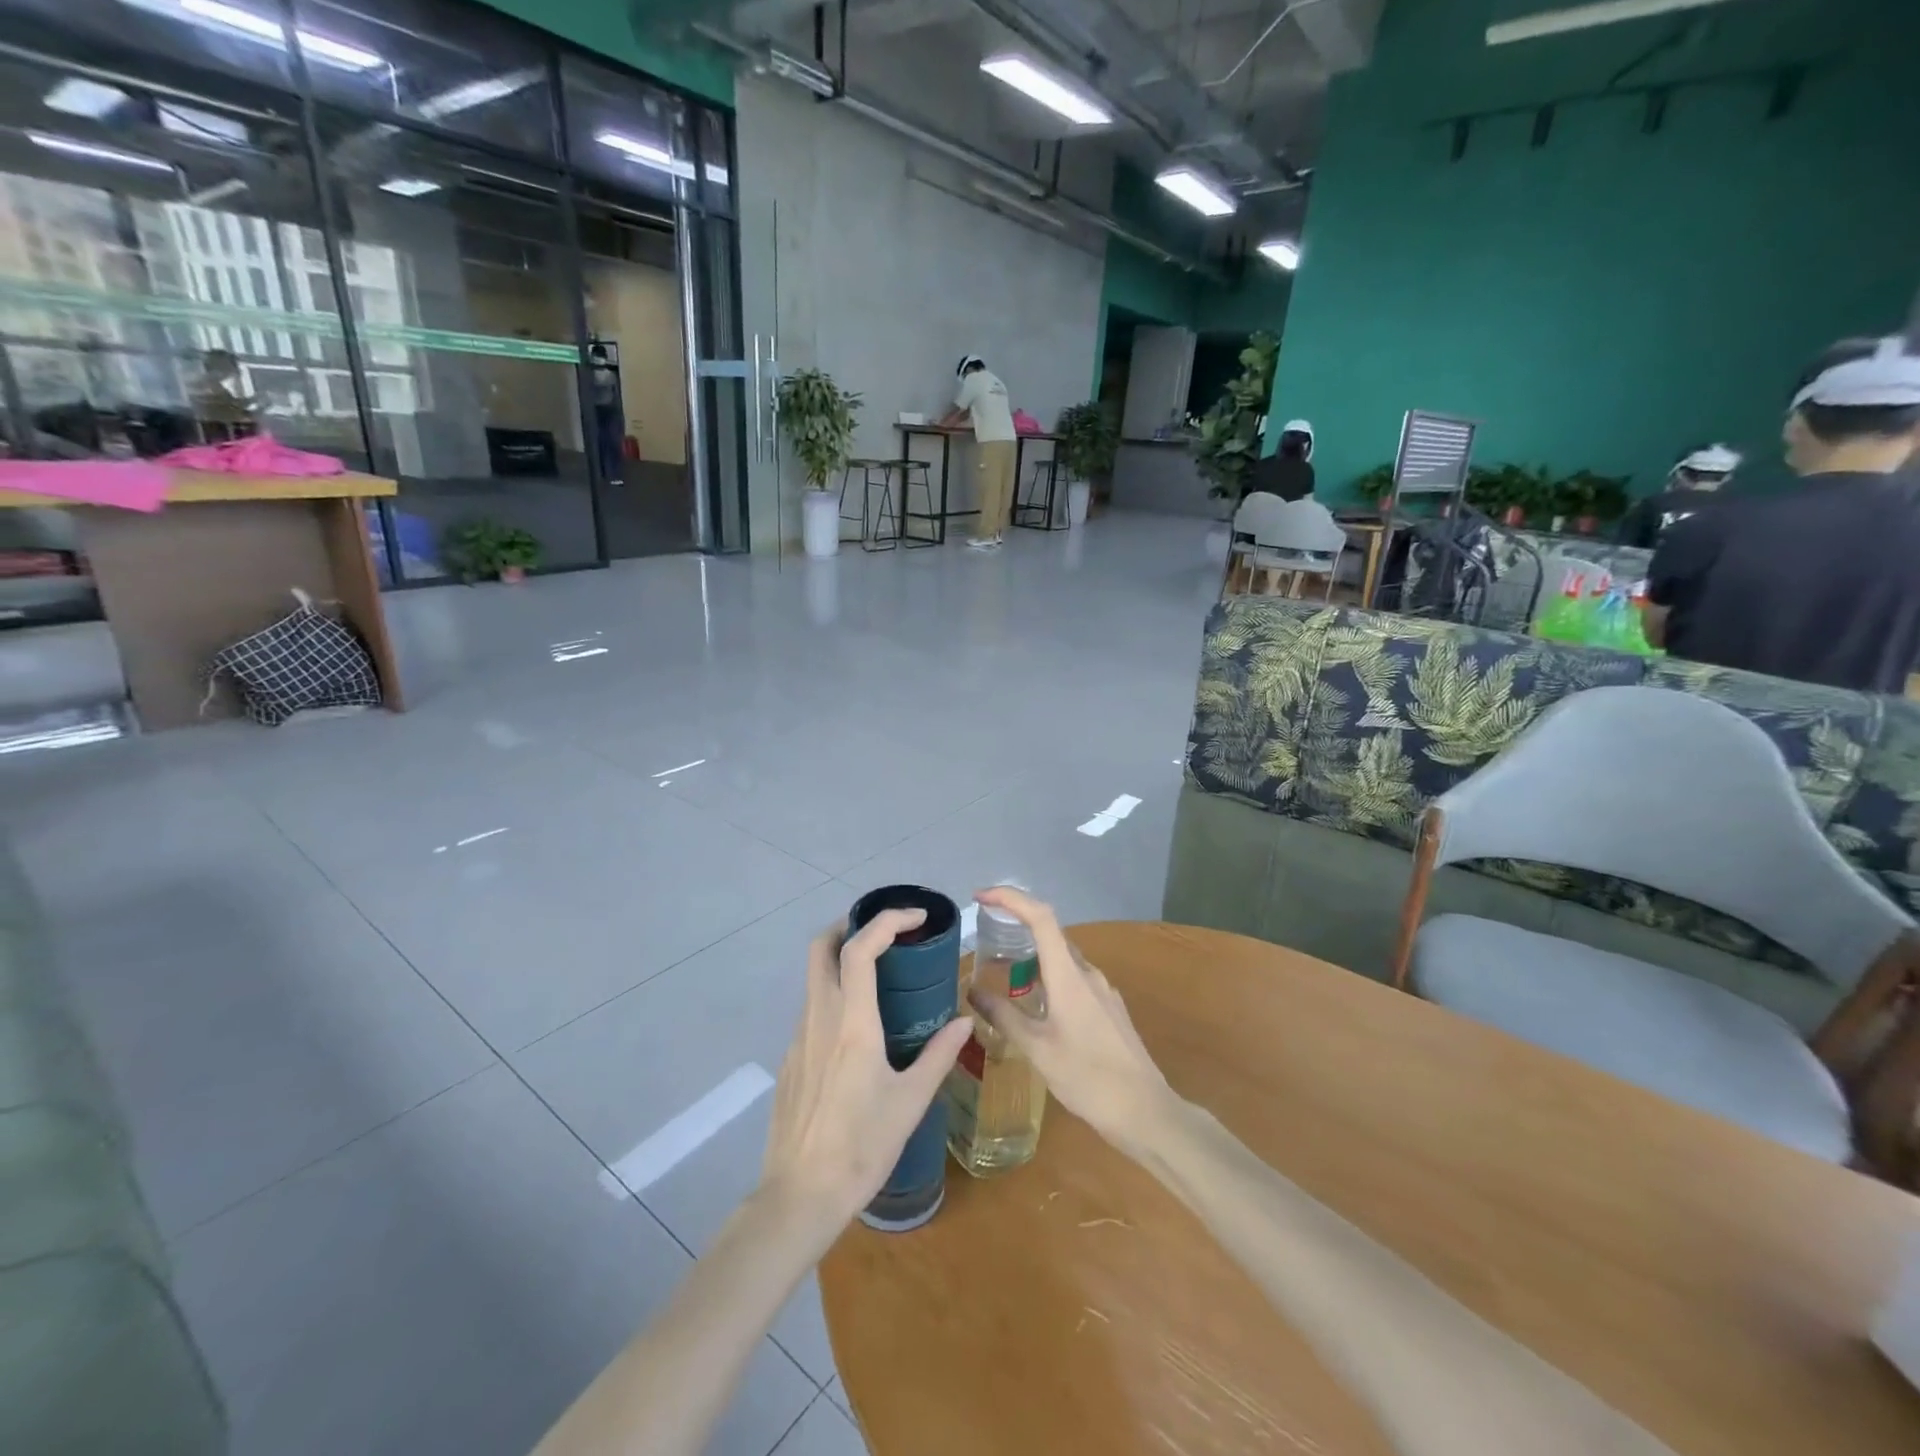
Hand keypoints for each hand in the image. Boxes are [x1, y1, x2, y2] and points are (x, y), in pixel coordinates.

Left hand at [759, 910, 973, 1230]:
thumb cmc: (862, 1147)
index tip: (915, 917)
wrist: (800, 1196)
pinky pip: (812, 1010)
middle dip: (849, 925)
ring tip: (880, 977)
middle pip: (820, 947)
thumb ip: (939, 1055)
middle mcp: (820, 1018)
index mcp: (852, 1023)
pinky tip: (858, 1031)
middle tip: (884, 932)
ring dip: (842, 961)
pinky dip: (835, 997)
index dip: (886, 921)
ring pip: (814, 978)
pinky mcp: (790, 1059)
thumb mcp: (911, 1101)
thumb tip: (965, 1021)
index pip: (860, 949)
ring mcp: (799, 1037)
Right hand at [968, 887, 1173, 1157]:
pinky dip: (1049, 980)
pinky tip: (1038, 1008)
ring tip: (1006, 979)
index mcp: (1069, 975)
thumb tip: (972, 990)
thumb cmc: (1087, 1078)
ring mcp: (1103, 990)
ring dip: (1033, 959)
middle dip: (1017, 928)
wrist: (1146, 1111)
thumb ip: (1004, 1016)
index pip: (1040, 917)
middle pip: (1050, 934)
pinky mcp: (1109, 1009)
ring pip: (1062, 960)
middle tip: (985, 942)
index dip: (1010, 898)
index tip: (981, 897)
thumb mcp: (1037, 1049)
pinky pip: (1074, 980)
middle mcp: (1087, 973)